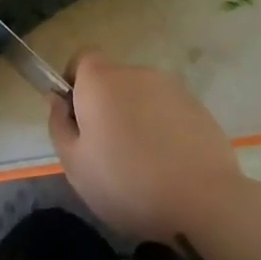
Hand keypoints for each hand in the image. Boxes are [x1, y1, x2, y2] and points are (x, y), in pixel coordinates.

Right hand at [48, 52, 244, 243]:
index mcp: (101, 81)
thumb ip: (59, 125)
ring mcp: (171, 87)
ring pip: (142, 96)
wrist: (202, 200)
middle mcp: (136, 73)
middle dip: (106, 105)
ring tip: (142, 162)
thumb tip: (58, 101)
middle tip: (106, 150)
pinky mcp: (198, 106)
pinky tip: (168, 164)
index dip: (75, 83)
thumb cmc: (126, 183)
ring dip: (136, 117)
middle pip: (113, 80)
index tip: (77, 118)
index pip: (82, 59)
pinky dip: (163, 128)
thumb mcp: (75, 165)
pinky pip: (168, 111)